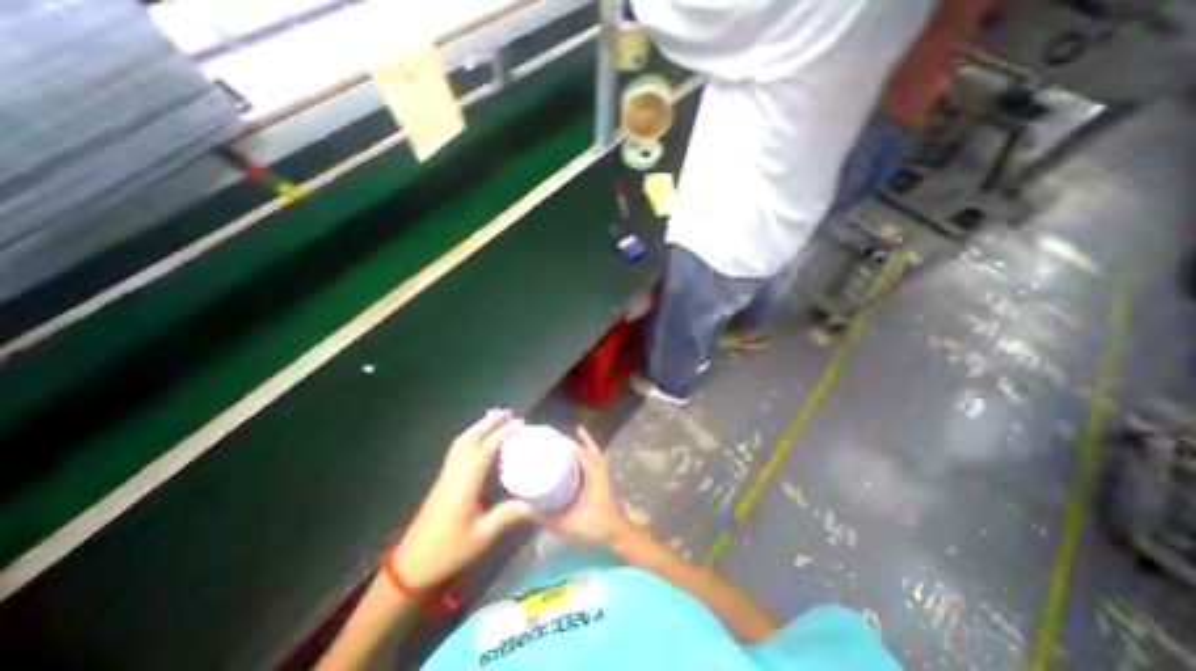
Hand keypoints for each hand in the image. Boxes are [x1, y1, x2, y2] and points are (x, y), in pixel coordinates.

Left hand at [392, 413, 530, 588]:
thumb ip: (506, 517)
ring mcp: (446, 475)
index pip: (484, 450)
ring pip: (461, 442)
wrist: (411, 565)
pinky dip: (471, 437)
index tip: (519, 424)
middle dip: (488, 423)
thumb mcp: (481, 537)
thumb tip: (533, 503)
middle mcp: (454, 474)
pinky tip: (480, 439)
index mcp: (464, 485)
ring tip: (496, 419)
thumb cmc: (447, 550)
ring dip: (478, 427)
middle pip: (469, 439)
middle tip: (508, 414)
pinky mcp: (443, 480)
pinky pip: (457, 449)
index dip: (502, 434)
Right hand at [540, 431, 634, 543]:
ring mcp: (603, 473)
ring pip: (595, 452)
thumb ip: (545, 519)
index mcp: (593, 474)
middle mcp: (599, 469)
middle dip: (578, 439)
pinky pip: (597, 459)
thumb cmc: (595, 524)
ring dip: (586, 444)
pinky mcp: (604, 479)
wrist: (617, 531)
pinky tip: (584, 454)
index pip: (581, 452)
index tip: (555, 438)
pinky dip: (591, 452)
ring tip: (574, 437)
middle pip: (589, 448)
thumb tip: (524, 509)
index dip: (569, 443)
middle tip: (564, 434)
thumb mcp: (568, 523)